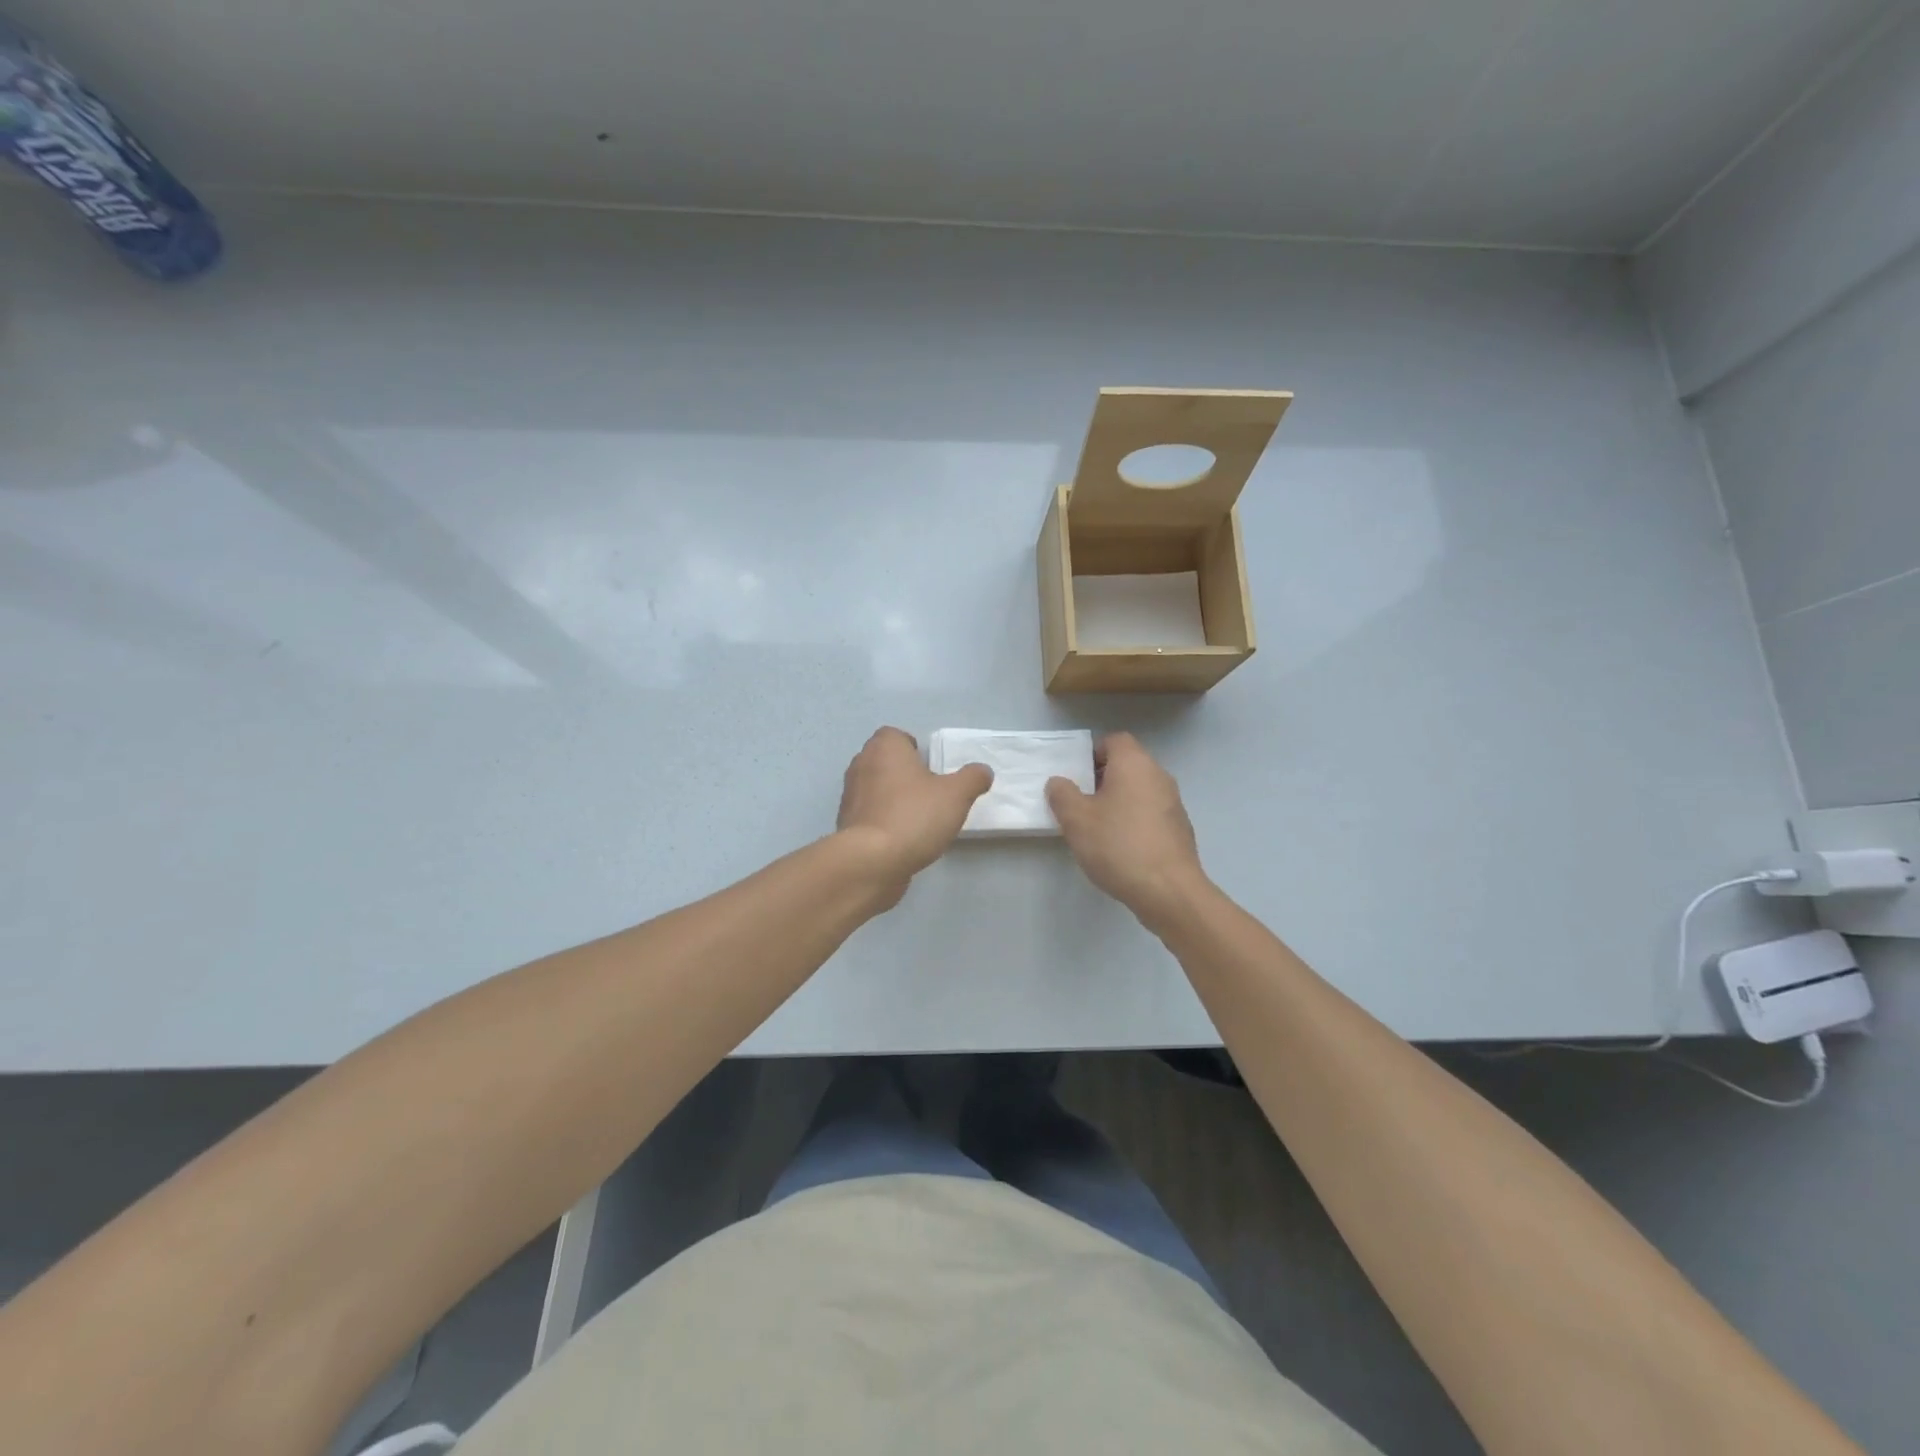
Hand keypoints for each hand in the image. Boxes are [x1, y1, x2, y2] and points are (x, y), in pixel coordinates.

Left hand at [837, 727, 992, 900]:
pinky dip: (882, 820)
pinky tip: (901, 838)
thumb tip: (983, 771)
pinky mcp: (846, 824)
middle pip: (883, 760)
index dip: (912, 747)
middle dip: (903, 772)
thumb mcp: (956, 795)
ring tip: (918, 817)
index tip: (930, 767)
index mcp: (885, 748)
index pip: (894, 735)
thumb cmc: (914, 816)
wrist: (872, 861)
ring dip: (892, 797)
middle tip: (928, 791)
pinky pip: (869, 814)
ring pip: (875, 787)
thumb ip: (972, 778)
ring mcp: (850, 795)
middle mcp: (861, 765)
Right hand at [1046, 733, 1208, 929]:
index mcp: (1134, 764)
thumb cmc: (1118, 846)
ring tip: (1097, 828)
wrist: (1169, 891)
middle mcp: (1158, 776)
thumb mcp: (1076, 820)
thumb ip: (1062, 795)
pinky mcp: (1180, 829)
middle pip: (1128, 764)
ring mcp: (1174, 803)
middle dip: (1102, 779)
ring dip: (1119, 802)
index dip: (1092, 753)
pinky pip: (1151, 813)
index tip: (1076, 776)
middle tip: (1080, 803)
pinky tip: (1121, 847)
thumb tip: (1059, 782)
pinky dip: (1135, 821)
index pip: (1114, 740)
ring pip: (1140, 790)